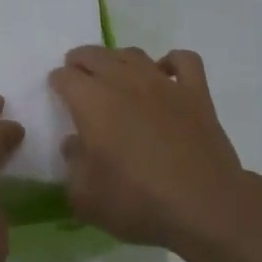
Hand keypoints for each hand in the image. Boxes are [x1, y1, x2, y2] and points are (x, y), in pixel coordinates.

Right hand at [51, 47, 247, 251]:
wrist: (204, 207)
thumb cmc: (138, 202)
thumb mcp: (85, 198)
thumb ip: (72, 166)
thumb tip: (73, 144)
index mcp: (92, 101)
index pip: (65, 77)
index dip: (58, 83)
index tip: (57, 92)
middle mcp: (124, 81)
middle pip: (95, 55)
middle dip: (81, 61)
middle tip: (78, 73)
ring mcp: (163, 83)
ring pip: (134, 54)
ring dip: (118, 58)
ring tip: (114, 72)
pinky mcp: (196, 92)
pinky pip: (183, 60)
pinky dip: (171, 62)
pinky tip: (165, 74)